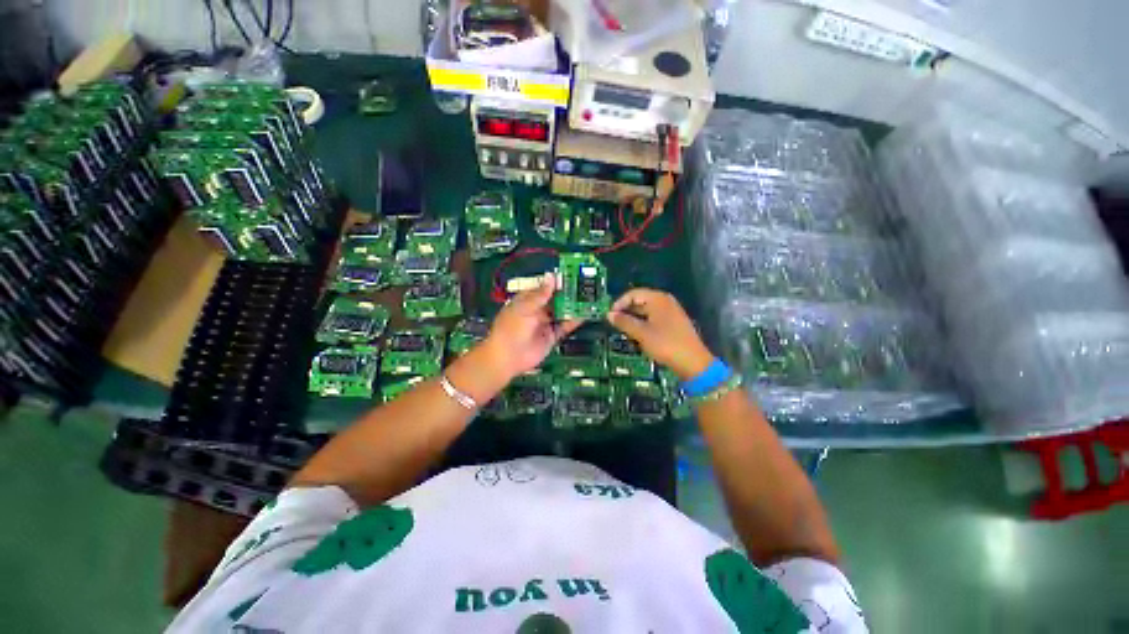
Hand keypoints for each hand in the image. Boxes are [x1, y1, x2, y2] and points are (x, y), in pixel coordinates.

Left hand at [481, 273, 582, 379]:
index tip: (571, 274)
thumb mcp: (524, 308)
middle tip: (584, 285)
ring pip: (562, 312)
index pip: (544, 287)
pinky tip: (585, 314)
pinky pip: (565, 326)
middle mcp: (538, 310)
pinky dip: (574, 321)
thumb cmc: (511, 328)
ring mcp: (545, 323)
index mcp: (527, 300)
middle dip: (568, 293)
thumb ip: (540, 294)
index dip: (557, 281)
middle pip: (555, 299)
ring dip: (573, 306)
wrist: (508, 357)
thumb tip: (552, 277)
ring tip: (588, 297)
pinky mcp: (552, 336)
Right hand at [606, 288, 714, 379]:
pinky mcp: (674, 323)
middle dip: (626, 311)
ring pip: (646, 311)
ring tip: (624, 331)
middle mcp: (665, 301)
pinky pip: (654, 318)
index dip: (619, 303)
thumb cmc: (665, 344)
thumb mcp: (641, 333)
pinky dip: (643, 324)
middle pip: (640, 301)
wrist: (693, 362)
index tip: (610, 316)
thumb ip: (624, 322)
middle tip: (615, 324)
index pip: (633, 294)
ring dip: (634, 319)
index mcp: (658, 299)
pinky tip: (638, 335)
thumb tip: (609, 315)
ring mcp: (671, 312)